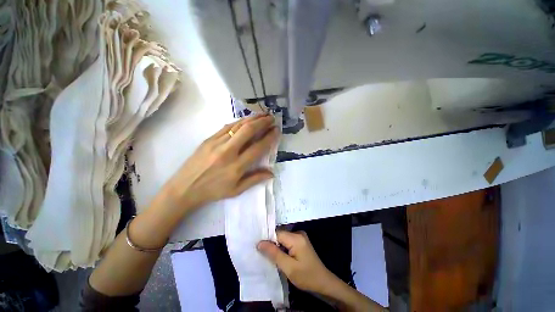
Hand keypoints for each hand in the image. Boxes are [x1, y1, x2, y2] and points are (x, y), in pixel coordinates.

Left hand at [162, 114, 279, 211]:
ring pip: (237, 125)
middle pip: (248, 131)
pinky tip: (246, 119)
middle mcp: (228, 152)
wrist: (185, 188)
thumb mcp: (236, 190)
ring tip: (262, 114)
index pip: (258, 148)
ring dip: (252, 118)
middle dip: (262, 122)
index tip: (276, 130)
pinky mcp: (209, 139)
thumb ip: (255, 179)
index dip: (269, 137)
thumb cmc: (213, 191)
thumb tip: (271, 173)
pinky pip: (227, 126)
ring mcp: (216, 143)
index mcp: (236, 167)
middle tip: (271, 118)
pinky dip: (239, 121)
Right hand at [257, 230, 336, 294]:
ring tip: (269, 256)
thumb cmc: (307, 276)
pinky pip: (287, 242)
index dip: (267, 240)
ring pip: (282, 239)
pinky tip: (278, 257)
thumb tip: (259, 243)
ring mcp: (300, 237)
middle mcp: (298, 233)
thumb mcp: (288, 267)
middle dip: (271, 244)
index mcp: (296, 238)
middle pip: (280, 235)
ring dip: (276, 247)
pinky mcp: (300, 242)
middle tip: (261, 254)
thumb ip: (274, 254)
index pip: (277, 234)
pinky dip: (282, 248)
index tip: (257, 248)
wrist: (323, 283)